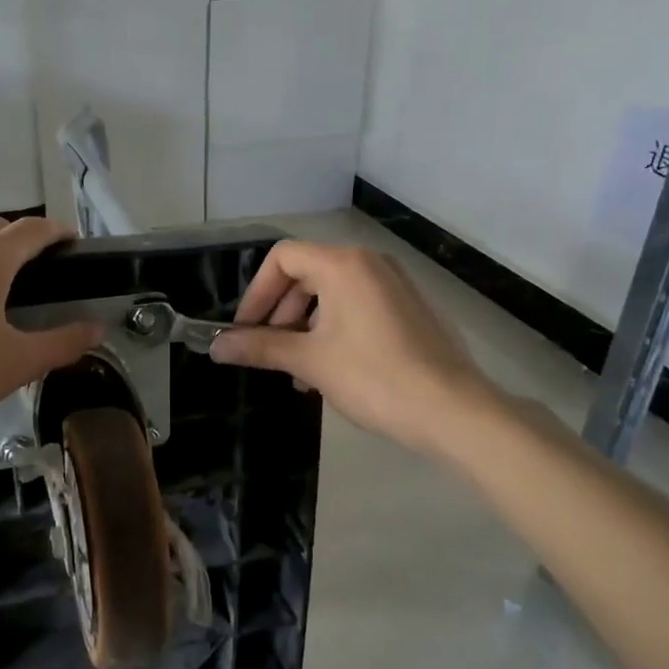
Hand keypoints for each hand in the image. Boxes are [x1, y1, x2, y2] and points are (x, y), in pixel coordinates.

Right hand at [209, 240, 502, 457]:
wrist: (452, 411)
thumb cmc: (373, 378)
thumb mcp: (309, 361)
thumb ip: (260, 347)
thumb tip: (216, 347)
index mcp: (343, 265)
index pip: (282, 258)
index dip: (256, 293)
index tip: (245, 330)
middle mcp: (370, 263)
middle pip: (306, 274)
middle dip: (279, 312)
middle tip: (268, 351)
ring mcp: (394, 285)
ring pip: (331, 294)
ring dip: (304, 327)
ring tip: (296, 371)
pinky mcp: (408, 308)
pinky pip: (356, 307)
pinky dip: (332, 330)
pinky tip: (327, 372)